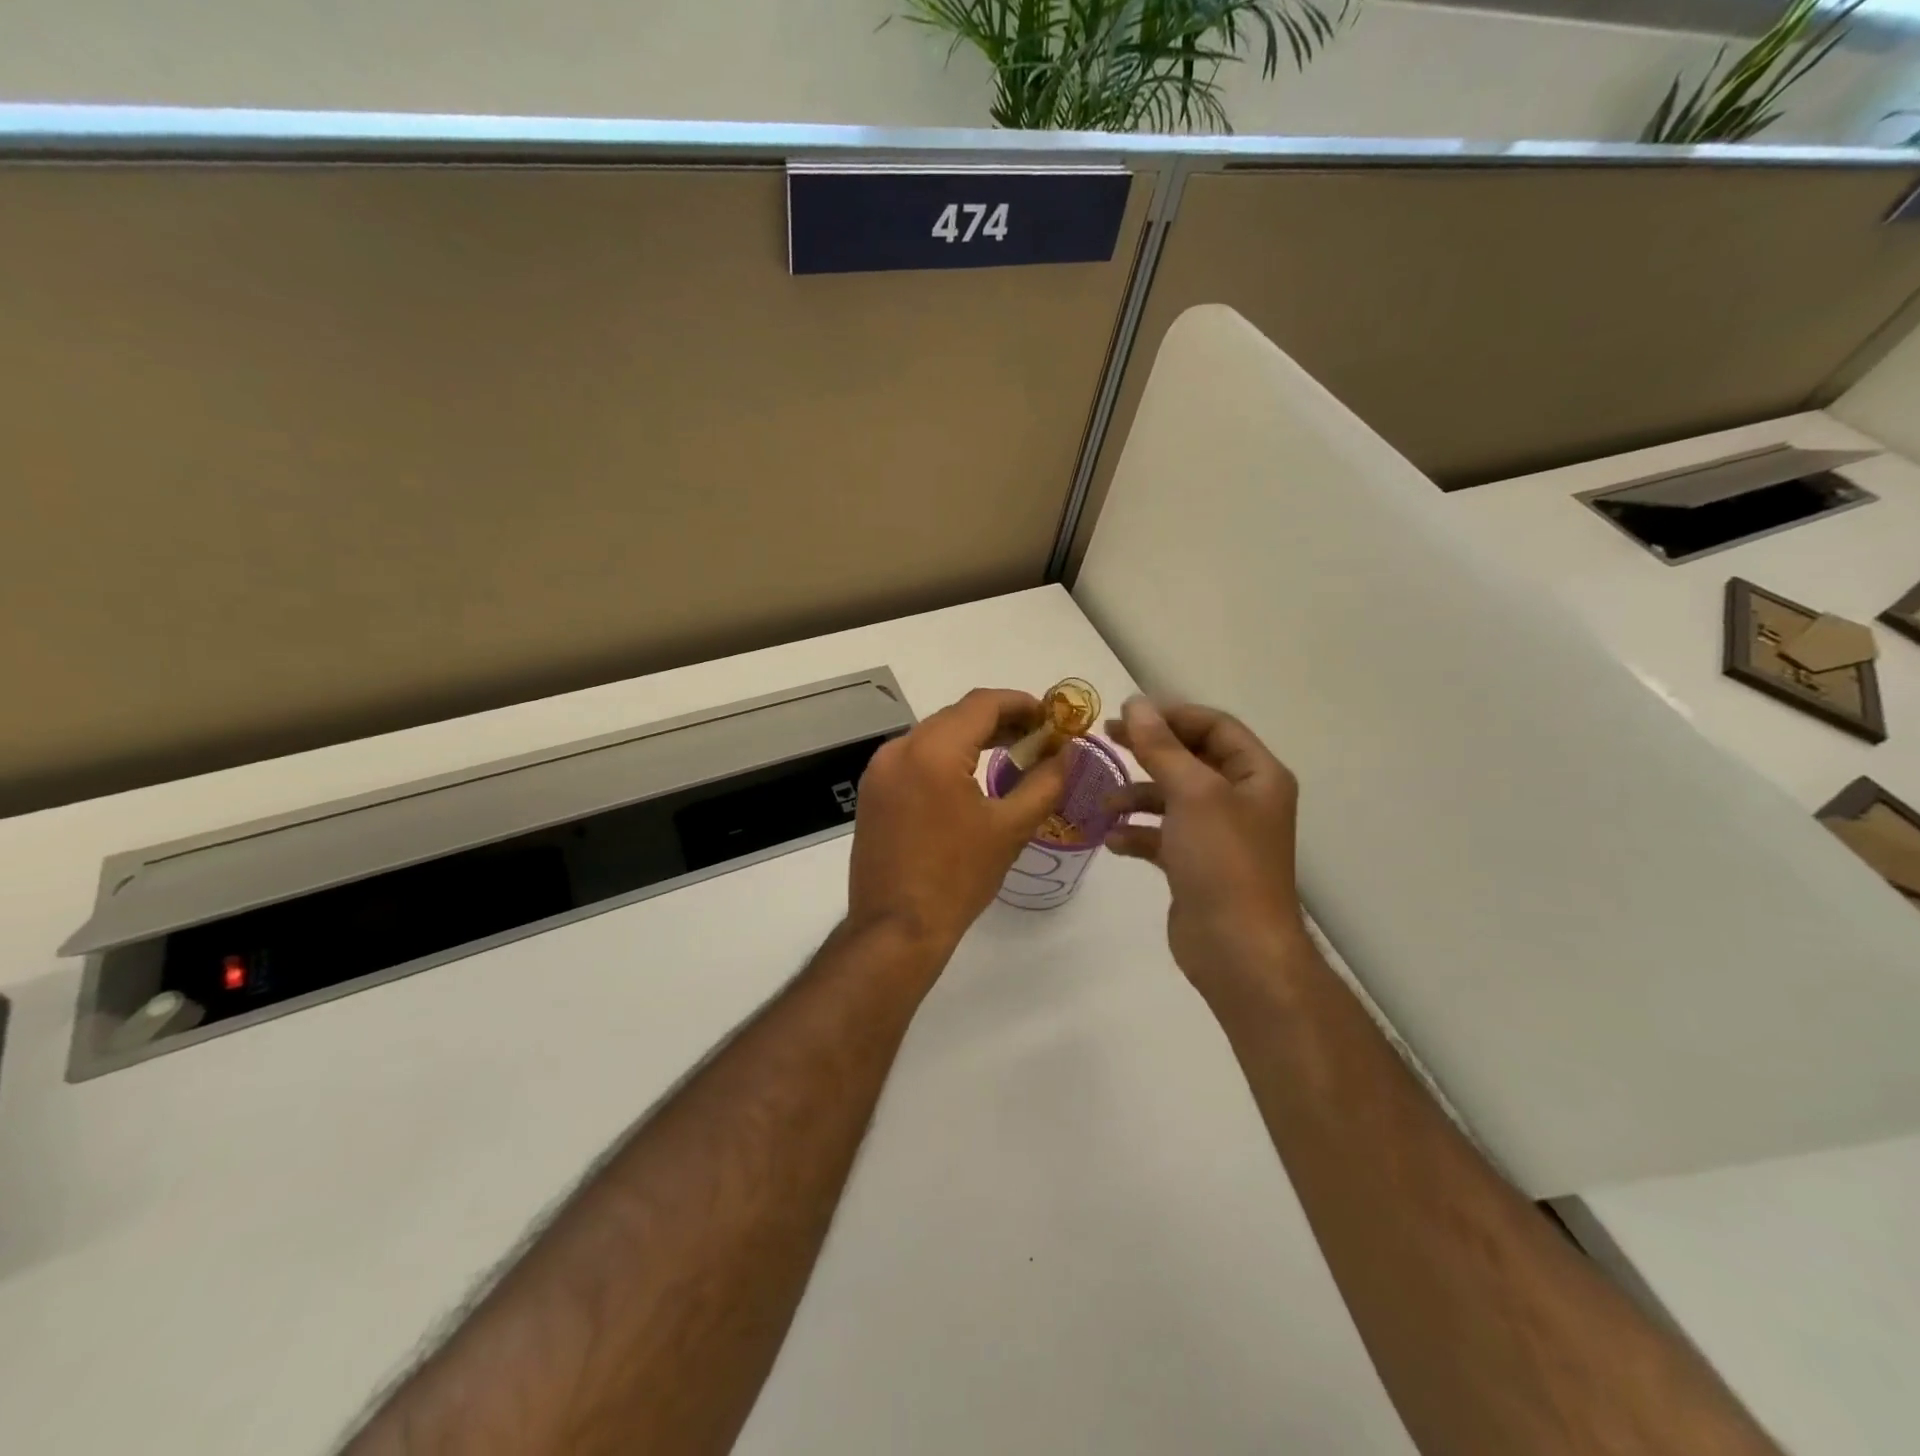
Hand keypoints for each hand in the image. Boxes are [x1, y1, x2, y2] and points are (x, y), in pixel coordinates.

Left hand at [847, 688, 1071, 958]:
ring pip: (934, 735)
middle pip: (956, 716)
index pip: (982, 704)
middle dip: (1000, 720)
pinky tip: (970, 777)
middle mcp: (899, 748)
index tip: (1052, 716)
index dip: (1021, 703)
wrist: (896, 929)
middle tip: (1038, 737)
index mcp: (932, 750)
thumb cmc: (958, 878)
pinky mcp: (872, 792)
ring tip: (1011, 753)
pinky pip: (914, 757)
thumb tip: (1066, 754)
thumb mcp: (1010, 828)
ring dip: (972, 738)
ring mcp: (879, 770)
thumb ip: (1044, 782)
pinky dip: (946, 757)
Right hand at [1105, 697, 1309, 1000]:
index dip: (1173, 715)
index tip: (1128, 714)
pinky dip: (1138, 833)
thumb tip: (1135, 704)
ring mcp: (1218, 834)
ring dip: (1138, 795)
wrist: (1236, 948)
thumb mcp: (1192, 793)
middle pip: (1191, 759)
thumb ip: (1161, 747)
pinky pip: (1162, 835)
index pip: (1215, 726)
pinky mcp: (1195, 865)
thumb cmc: (1223, 861)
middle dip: (1149, 749)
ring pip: (1172, 798)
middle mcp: (1241, 799)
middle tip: (1107, 738)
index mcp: (1256, 775)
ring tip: (1105, 802)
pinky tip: (1114, 840)